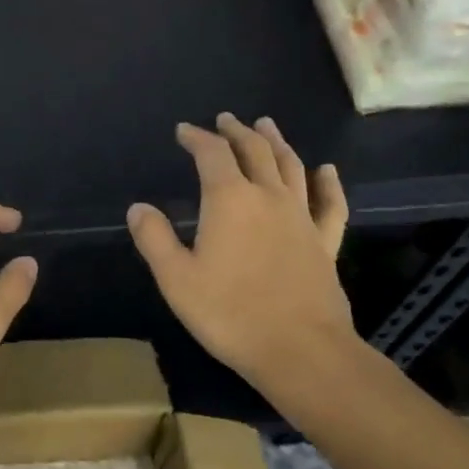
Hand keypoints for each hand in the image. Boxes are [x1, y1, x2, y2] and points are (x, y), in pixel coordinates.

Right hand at [127, 114, 352, 386]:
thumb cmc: (230, 313)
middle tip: (225, 119)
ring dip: (277, 142)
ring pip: (291, 166)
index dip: (197, 138)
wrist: (300, 349)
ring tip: (267, 126)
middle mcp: (268, 196)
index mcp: (229, 200)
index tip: (184, 131)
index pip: (212, 154)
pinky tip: (326, 171)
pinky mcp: (325, 242)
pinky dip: (328, 183)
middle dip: (236, 131)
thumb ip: (154, 239)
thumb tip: (138, 208)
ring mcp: (301, 217)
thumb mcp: (177, 279)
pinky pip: (330, 204)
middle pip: (254, 150)